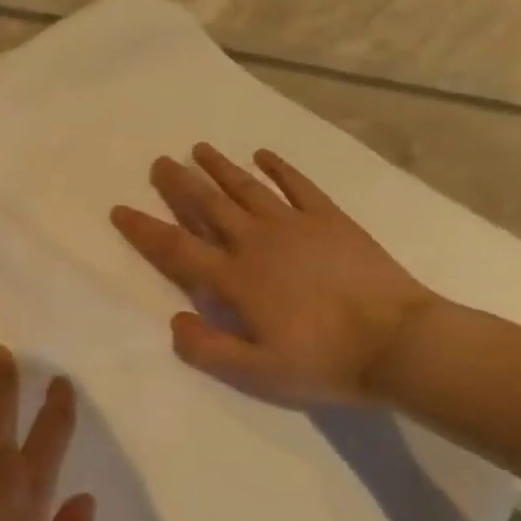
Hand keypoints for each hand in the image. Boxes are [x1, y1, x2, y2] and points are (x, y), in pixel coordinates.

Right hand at [111, 144, 439, 407]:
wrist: (400, 343)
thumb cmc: (324, 360)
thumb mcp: (256, 372)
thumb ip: (208, 348)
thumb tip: (174, 320)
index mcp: (234, 279)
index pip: (176, 248)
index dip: (144, 229)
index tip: (120, 209)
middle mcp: (256, 243)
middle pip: (208, 206)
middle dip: (179, 183)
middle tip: (160, 162)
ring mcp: (295, 226)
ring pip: (247, 188)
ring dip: (220, 167)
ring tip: (199, 149)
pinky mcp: (331, 220)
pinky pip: (298, 186)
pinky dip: (279, 168)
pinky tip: (263, 154)